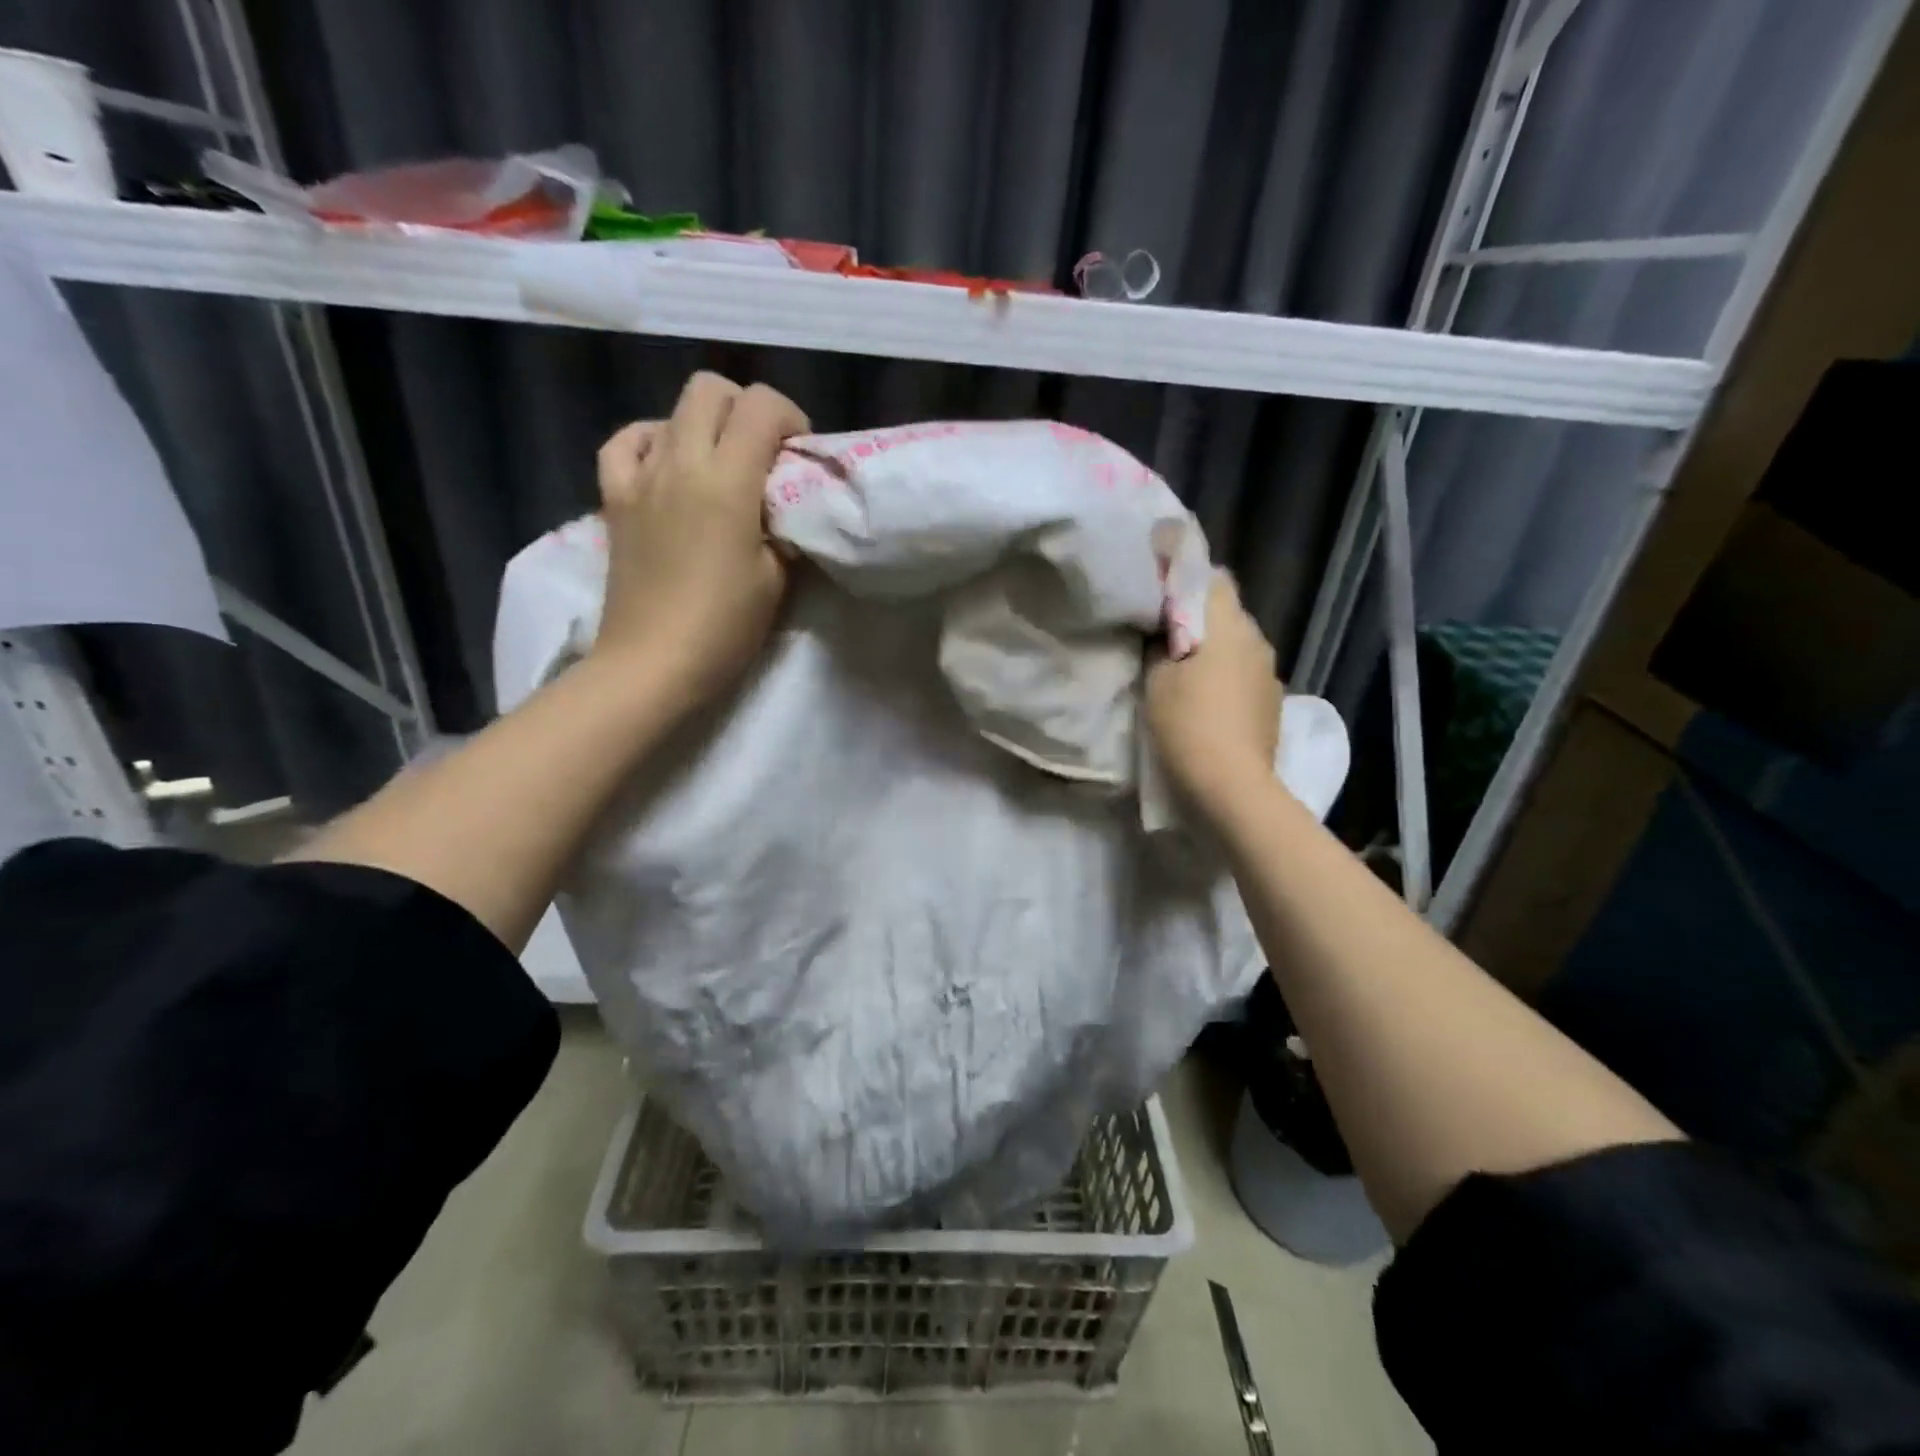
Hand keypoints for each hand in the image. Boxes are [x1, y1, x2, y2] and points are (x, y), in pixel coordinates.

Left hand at [591, 372, 808, 710]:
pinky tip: (667, 465)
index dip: (790, 418)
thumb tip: (782, 507)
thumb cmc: (724, 627)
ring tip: (719, 464)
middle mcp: (679, 463)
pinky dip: (651, 441)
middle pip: (710, 389)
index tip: (799, 455)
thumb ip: (783, 529)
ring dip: (704, 425)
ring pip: (670, 410)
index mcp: (726, 481)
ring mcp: (640, 477)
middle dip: (746, 409)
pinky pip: (626, 442)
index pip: (761, 407)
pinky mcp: (614, 498)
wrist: (653, 662)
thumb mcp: (776, 579)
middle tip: (764, 453)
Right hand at [1146, 572, 1282, 820]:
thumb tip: (1165, 632)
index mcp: (1228, 625)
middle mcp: (1257, 640)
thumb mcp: (1156, 681)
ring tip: (1186, 673)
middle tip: (1164, 637)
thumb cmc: (1187, 725)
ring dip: (1214, 651)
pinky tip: (1208, 702)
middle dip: (1198, 619)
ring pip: (1238, 646)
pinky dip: (1227, 678)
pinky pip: (1246, 675)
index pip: (1213, 578)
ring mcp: (1270, 673)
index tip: (1160, 592)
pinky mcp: (1273, 703)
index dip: (1186, 579)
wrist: (1231, 786)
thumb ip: (1159, 646)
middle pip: (1227, 613)